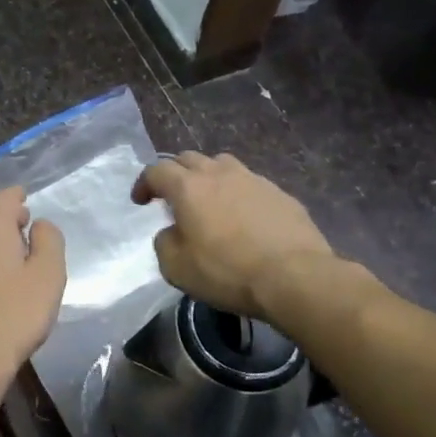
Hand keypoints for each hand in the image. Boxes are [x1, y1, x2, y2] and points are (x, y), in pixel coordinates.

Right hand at [132, 153, 360, 329]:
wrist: (295, 277)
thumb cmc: (227, 271)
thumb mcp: (176, 267)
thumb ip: (165, 243)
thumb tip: (172, 232)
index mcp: (188, 187)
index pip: (156, 170)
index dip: (144, 183)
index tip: (141, 201)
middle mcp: (219, 174)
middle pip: (189, 158)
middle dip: (175, 173)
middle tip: (172, 196)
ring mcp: (254, 180)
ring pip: (222, 165)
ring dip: (208, 177)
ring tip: (209, 199)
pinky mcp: (281, 194)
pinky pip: (250, 184)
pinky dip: (238, 194)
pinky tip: (244, 218)